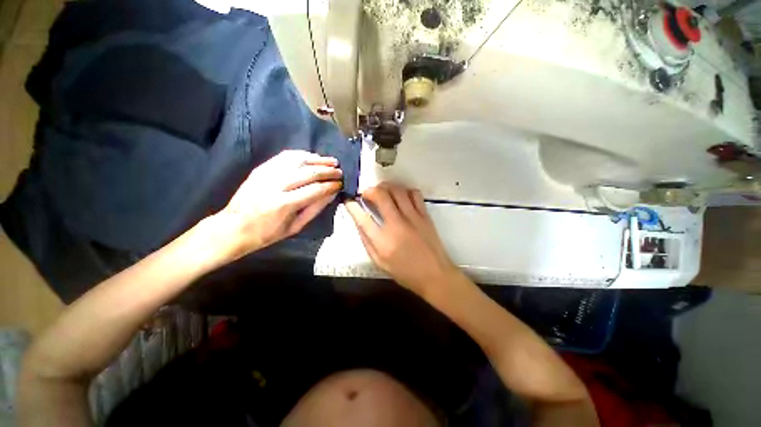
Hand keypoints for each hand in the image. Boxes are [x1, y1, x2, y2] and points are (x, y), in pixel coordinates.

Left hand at [216, 150, 341, 260]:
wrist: (233, 227)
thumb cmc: (267, 233)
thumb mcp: (296, 227)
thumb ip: (315, 208)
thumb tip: (332, 193)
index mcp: (284, 204)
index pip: (315, 189)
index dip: (331, 185)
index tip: (340, 184)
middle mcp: (275, 185)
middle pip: (308, 172)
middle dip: (328, 171)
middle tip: (340, 172)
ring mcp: (266, 174)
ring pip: (298, 160)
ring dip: (317, 159)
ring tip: (331, 161)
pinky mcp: (261, 168)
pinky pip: (285, 156)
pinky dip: (302, 155)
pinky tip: (312, 157)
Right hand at [345, 183, 458, 295]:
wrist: (434, 275)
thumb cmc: (405, 272)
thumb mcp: (379, 262)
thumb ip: (367, 241)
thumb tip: (359, 222)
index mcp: (382, 242)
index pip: (363, 218)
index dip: (352, 207)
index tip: (349, 201)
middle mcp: (397, 225)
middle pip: (381, 196)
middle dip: (370, 190)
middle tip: (367, 193)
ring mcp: (413, 218)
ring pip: (398, 191)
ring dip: (386, 187)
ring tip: (382, 191)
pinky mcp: (425, 215)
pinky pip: (414, 194)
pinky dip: (405, 191)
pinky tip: (402, 196)